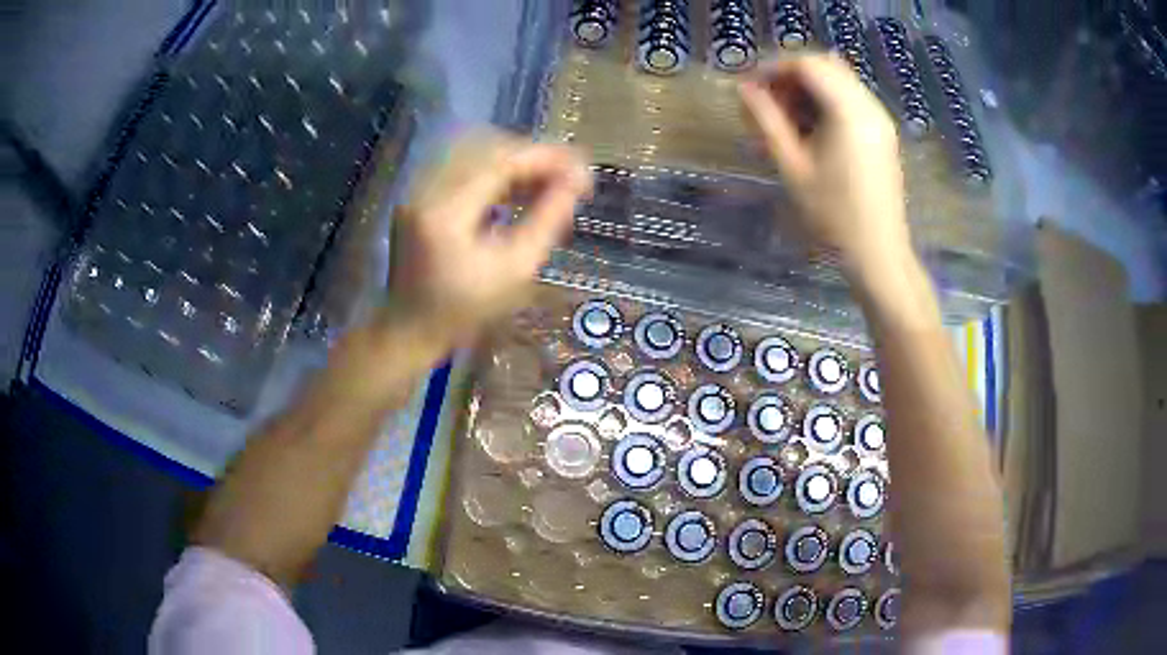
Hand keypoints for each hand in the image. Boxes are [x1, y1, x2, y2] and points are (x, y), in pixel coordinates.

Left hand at [385, 132, 591, 347]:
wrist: (409, 330)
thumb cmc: (464, 312)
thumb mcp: (515, 271)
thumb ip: (547, 221)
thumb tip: (575, 183)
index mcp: (447, 211)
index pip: (501, 161)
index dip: (546, 158)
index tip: (581, 169)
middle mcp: (426, 190)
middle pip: (487, 148)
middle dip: (533, 157)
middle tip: (567, 176)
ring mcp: (417, 191)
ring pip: (474, 152)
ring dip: (515, 161)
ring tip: (547, 182)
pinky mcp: (417, 196)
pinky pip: (461, 166)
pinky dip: (494, 171)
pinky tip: (517, 189)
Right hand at [739, 54, 912, 274]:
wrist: (878, 253)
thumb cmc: (833, 215)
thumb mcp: (792, 166)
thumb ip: (767, 121)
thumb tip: (743, 88)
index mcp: (849, 111)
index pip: (807, 64)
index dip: (773, 68)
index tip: (750, 87)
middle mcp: (869, 105)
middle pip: (824, 66)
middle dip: (790, 76)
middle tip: (767, 103)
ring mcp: (880, 118)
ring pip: (838, 80)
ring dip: (808, 88)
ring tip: (786, 118)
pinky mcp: (883, 132)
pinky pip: (851, 98)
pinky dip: (826, 101)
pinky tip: (811, 128)